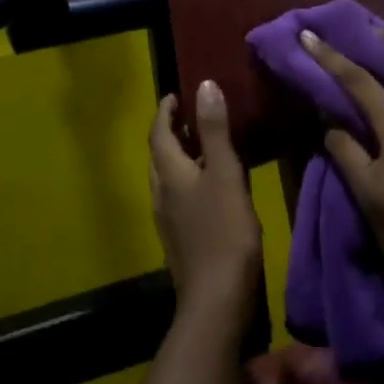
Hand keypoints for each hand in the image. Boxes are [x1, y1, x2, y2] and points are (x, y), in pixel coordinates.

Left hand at [148, 80, 261, 327]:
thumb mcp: (224, 174)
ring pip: (167, 177)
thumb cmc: (224, 231)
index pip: (159, 133)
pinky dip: (188, 179)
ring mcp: (168, 219)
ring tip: (203, 145)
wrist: (216, 299)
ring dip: (180, 156)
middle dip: (170, 132)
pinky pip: (178, 196)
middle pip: (159, 155)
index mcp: (169, 174)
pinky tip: (210, 186)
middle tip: (190, 116)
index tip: (175, 94)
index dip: (165, 112)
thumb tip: (203, 85)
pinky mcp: (180, 238)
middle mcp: (161, 193)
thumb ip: (215, 131)